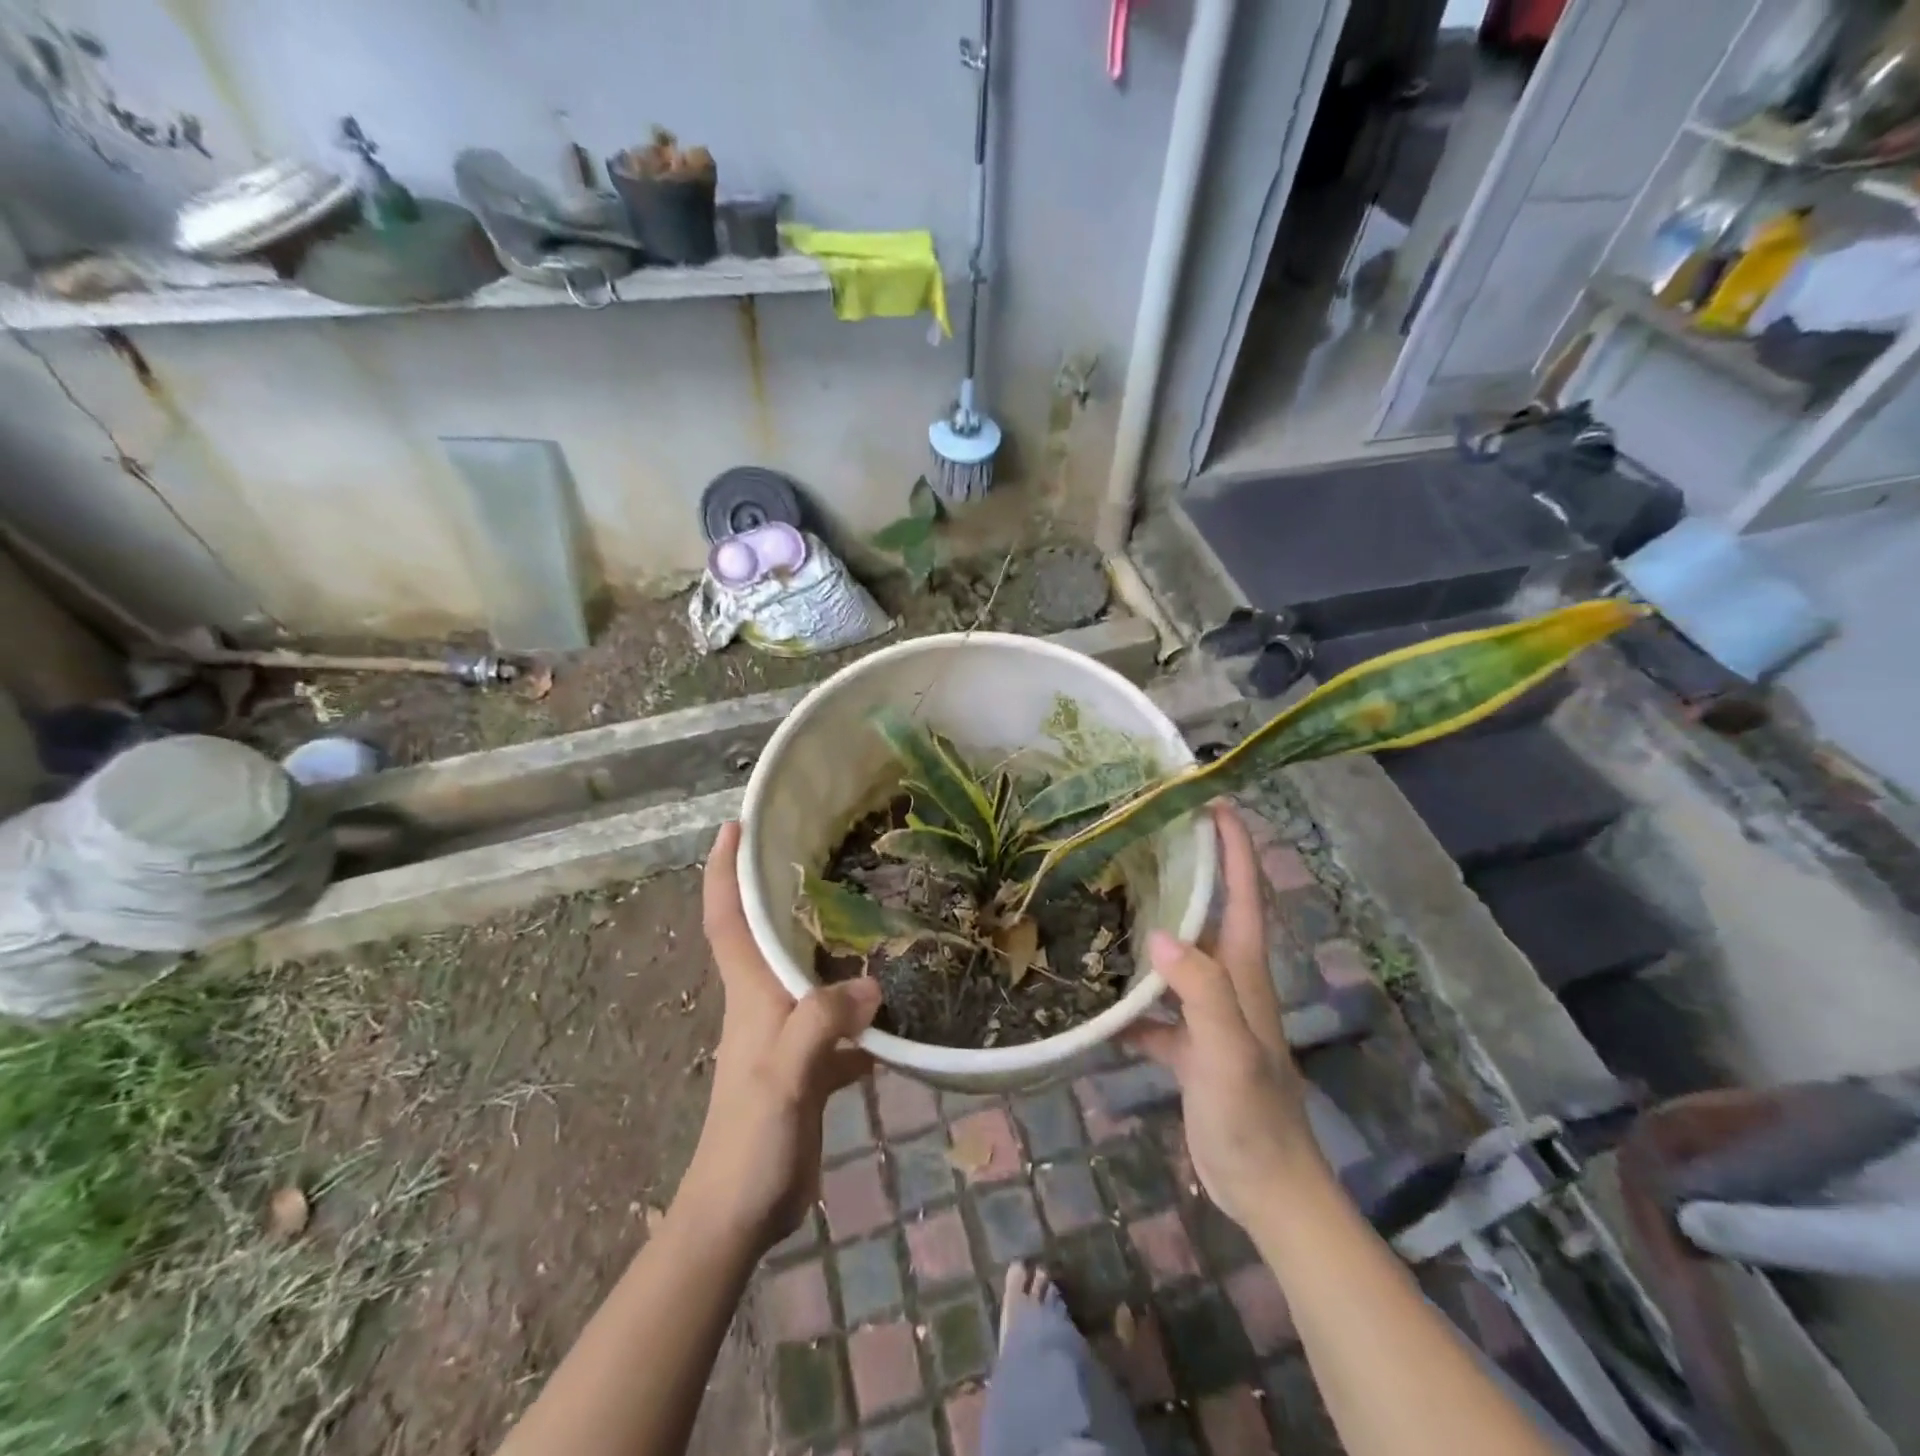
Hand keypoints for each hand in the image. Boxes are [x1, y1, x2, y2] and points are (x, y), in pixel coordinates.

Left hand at [676, 822, 879, 1252]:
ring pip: (809, 975)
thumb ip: (821, 1025)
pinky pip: (838, 1024)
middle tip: (827, 853)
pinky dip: (861, 1011)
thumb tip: (874, 985)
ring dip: (832, 946)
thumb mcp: (786, 1077)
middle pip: (771, 935)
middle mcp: (765, 1003)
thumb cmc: (751, 1140)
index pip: (728, 918)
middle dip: (786, 891)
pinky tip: (899, 1008)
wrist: (739, 1214)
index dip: (724, 870)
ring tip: (875, 913)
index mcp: (751, 993)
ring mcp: (787, 1036)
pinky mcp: (808, 1067)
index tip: (734, 825)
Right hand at [1123, 803, 1327, 1226]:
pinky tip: (1090, 989)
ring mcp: (1205, 1012)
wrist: (1264, 1188)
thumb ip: (1200, 992)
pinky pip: (1151, 1005)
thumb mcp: (1228, 1050)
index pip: (1244, 892)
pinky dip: (1126, 994)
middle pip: (1208, 911)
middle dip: (1186, 868)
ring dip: (1150, 923)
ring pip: (1175, 953)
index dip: (1234, 844)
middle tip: (1141, 834)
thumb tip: (1157, 935)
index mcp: (1243, 970)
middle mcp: (1226, 979)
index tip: (1210, 800)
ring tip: (1106, 894)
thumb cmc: (1252, 1115)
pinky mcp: (1186, 1043)